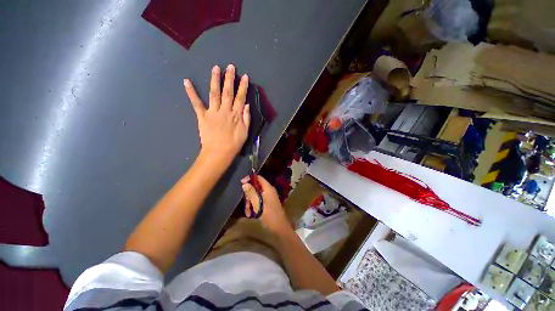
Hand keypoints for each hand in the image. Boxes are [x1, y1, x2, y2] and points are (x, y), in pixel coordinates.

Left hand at [184, 64, 249, 161]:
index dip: (243, 87)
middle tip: (230, 66)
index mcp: (236, 115)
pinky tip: (187, 81)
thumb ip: (246, 118)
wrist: (219, 152)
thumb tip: (247, 104)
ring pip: (214, 94)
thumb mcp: (245, 132)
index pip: (240, 98)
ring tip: (215, 68)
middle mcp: (225, 110)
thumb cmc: (234, 143)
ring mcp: (213, 112)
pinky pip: (196, 103)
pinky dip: (191, 92)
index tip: (245, 77)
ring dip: (215, 80)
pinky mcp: (202, 116)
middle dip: (229, 79)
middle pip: (227, 92)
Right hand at [241, 175, 291, 233]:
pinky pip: (259, 200)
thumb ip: (251, 193)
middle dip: (249, 195)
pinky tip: (251, 214)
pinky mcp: (268, 202)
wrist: (280, 229)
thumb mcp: (258, 205)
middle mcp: (269, 190)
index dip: (249, 179)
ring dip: (250, 202)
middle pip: (255, 187)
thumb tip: (244, 183)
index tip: (241, 184)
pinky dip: (254, 205)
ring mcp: (269, 196)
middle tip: (246, 205)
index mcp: (268, 188)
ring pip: (256, 194)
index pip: (258, 177)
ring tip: (248, 212)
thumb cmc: (269, 217)